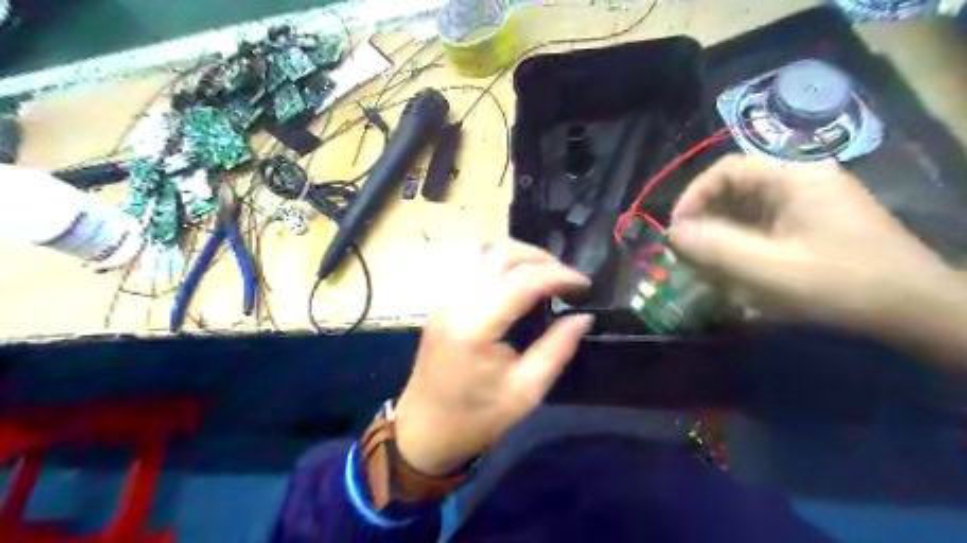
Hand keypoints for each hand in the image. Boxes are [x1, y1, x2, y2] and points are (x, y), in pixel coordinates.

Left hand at [389, 243, 588, 474]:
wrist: (424, 430)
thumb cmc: (476, 418)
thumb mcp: (526, 392)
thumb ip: (557, 348)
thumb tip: (583, 316)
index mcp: (476, 327)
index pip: (523, 280)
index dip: (559, 275)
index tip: (584, 284)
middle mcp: (455, 302)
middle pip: (500, 254)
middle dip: (540, 258)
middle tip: (564, 278)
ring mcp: (443, 298)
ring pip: (481, 251)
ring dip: (516, 255)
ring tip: (541, 274)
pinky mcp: (438, 301)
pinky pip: (466, 262)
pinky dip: (494, 260)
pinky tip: (509, 278)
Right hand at [671, 153, 954, 330]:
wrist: (916, 311)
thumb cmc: (840, 284)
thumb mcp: (769, 269)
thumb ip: (715, 248)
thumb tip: (673, 234)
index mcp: (793, 178)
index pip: (726, 170)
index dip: (693, 196)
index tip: (678, 231)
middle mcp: (800, 182)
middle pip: (735, 191)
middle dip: (705, 222)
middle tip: (688, 255)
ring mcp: (809, 205)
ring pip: (746, 212)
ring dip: (720, 237)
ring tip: (707, 267)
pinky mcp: (812, 227)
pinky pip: (762, 228)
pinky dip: (740, 246)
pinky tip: (735, 272)